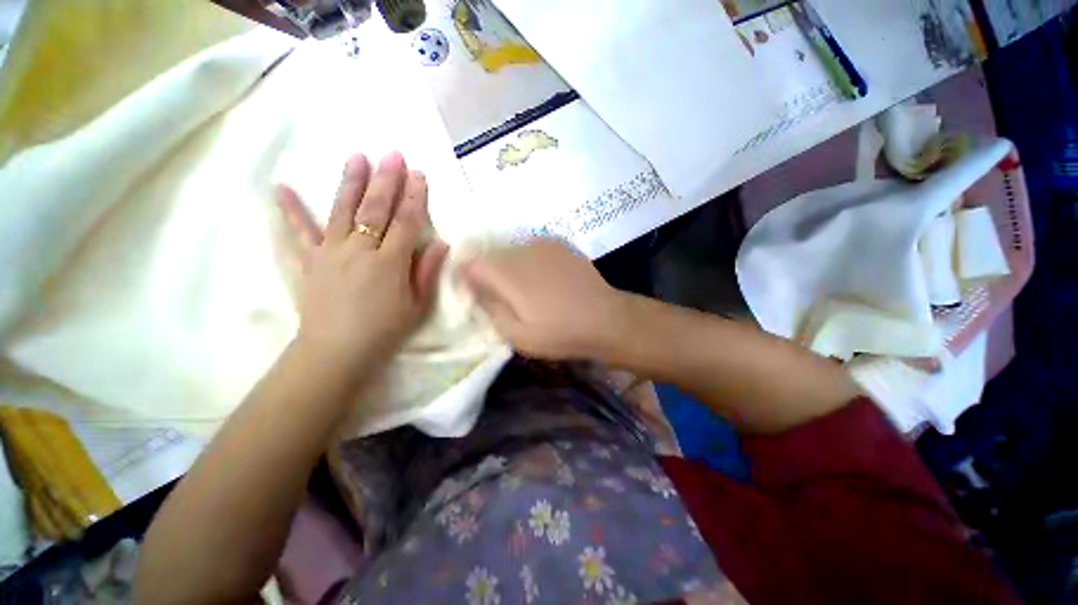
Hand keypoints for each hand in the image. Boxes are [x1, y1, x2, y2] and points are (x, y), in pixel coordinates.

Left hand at [276, 152, 448, 364]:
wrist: (337, 351)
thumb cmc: (385, 330)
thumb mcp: (417, 305)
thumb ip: (428, 271)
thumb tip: (441, 243)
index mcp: (390, 263)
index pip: (405, 222)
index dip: (414, 198)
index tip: (418, 175)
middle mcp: (360, 250)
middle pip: (375, 209)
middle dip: (387, 180)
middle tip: (392, 154)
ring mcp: (331, 252)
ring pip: (342, 210)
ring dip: (351, 182)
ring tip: (357, 157)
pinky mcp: (310, 261)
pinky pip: (299, 232)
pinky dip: (290, 210)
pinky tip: (281, 187)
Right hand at [458, 239, 624, 359]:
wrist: (606, 318)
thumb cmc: (560, 332)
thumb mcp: (519, 336)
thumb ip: (492, 311)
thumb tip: (476, 293)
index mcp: (508, 274)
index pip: (471, 263)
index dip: (466, 276)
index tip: (472, 292)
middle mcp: (522, 251)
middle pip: (491, 255)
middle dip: (488, 272)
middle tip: (500, 294)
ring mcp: (542, 245)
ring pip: (512, 250)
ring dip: (509, 266)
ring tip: (525, 289)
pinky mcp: (559, 244)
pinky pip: (531, 249)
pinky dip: (528, 261)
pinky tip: (543, 279)